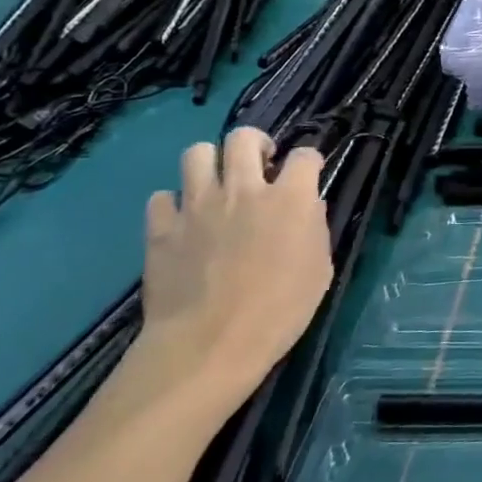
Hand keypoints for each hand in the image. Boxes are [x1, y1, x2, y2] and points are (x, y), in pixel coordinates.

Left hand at [128, 128, 332, 410]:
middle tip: (259, 165)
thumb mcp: (319, 270)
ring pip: (196, 153)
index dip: (309, 161)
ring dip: (210, 164)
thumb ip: (315, 228)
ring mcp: (198, 205)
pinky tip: (182, 221)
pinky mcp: (162, 228)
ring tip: (217, 185)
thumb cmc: (279, 311)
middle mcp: (243, 189)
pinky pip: (162, 198)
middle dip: (255, 143)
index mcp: (289, 198)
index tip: (309, 174)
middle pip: (243, 137)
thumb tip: (307, 206)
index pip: (305, 155)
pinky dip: (173, 204)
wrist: (210, 345)